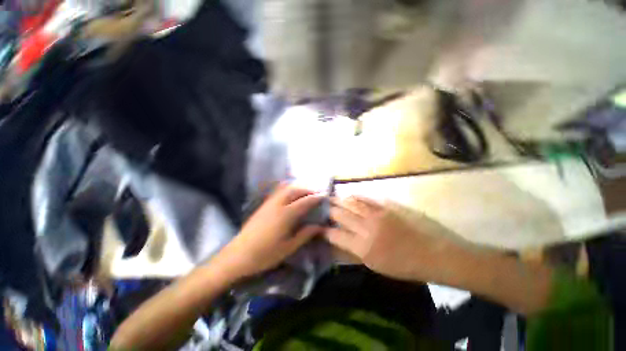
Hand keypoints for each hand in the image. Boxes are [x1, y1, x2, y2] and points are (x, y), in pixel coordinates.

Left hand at [212, 184, 324, 279]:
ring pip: (286, 188)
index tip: (325, 196)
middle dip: (308, 190)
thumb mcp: (289, 247)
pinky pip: (278, 191)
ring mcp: (269, 203)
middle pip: (295, 190)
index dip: (316, 198)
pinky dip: (288, 189)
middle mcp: (278, 204)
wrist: (238, 255)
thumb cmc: (266, 254)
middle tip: (317, 194)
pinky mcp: (264, 205)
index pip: (305, 201)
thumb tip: (320, 226)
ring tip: (306, 193)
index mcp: (286, 215)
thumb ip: (305, 234)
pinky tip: (291, 195)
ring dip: (298, 188)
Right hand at [325, 196, 455, 281]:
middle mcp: (367, 228)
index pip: (335, 236)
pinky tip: (349, 195)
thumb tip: (340, 240)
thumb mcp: (377, 265)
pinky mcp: (387, 205)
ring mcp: (377, 214)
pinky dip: (355, 196)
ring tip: (330, 198)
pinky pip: (366, 198)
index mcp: (364, 249)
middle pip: (340, 215)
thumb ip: (356, 251)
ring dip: (339, 200)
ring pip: (351, 203)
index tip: (319, 226)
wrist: (436, 253)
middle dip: (328, 211)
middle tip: (321, 208)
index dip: (324, 230)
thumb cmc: (406, 266)